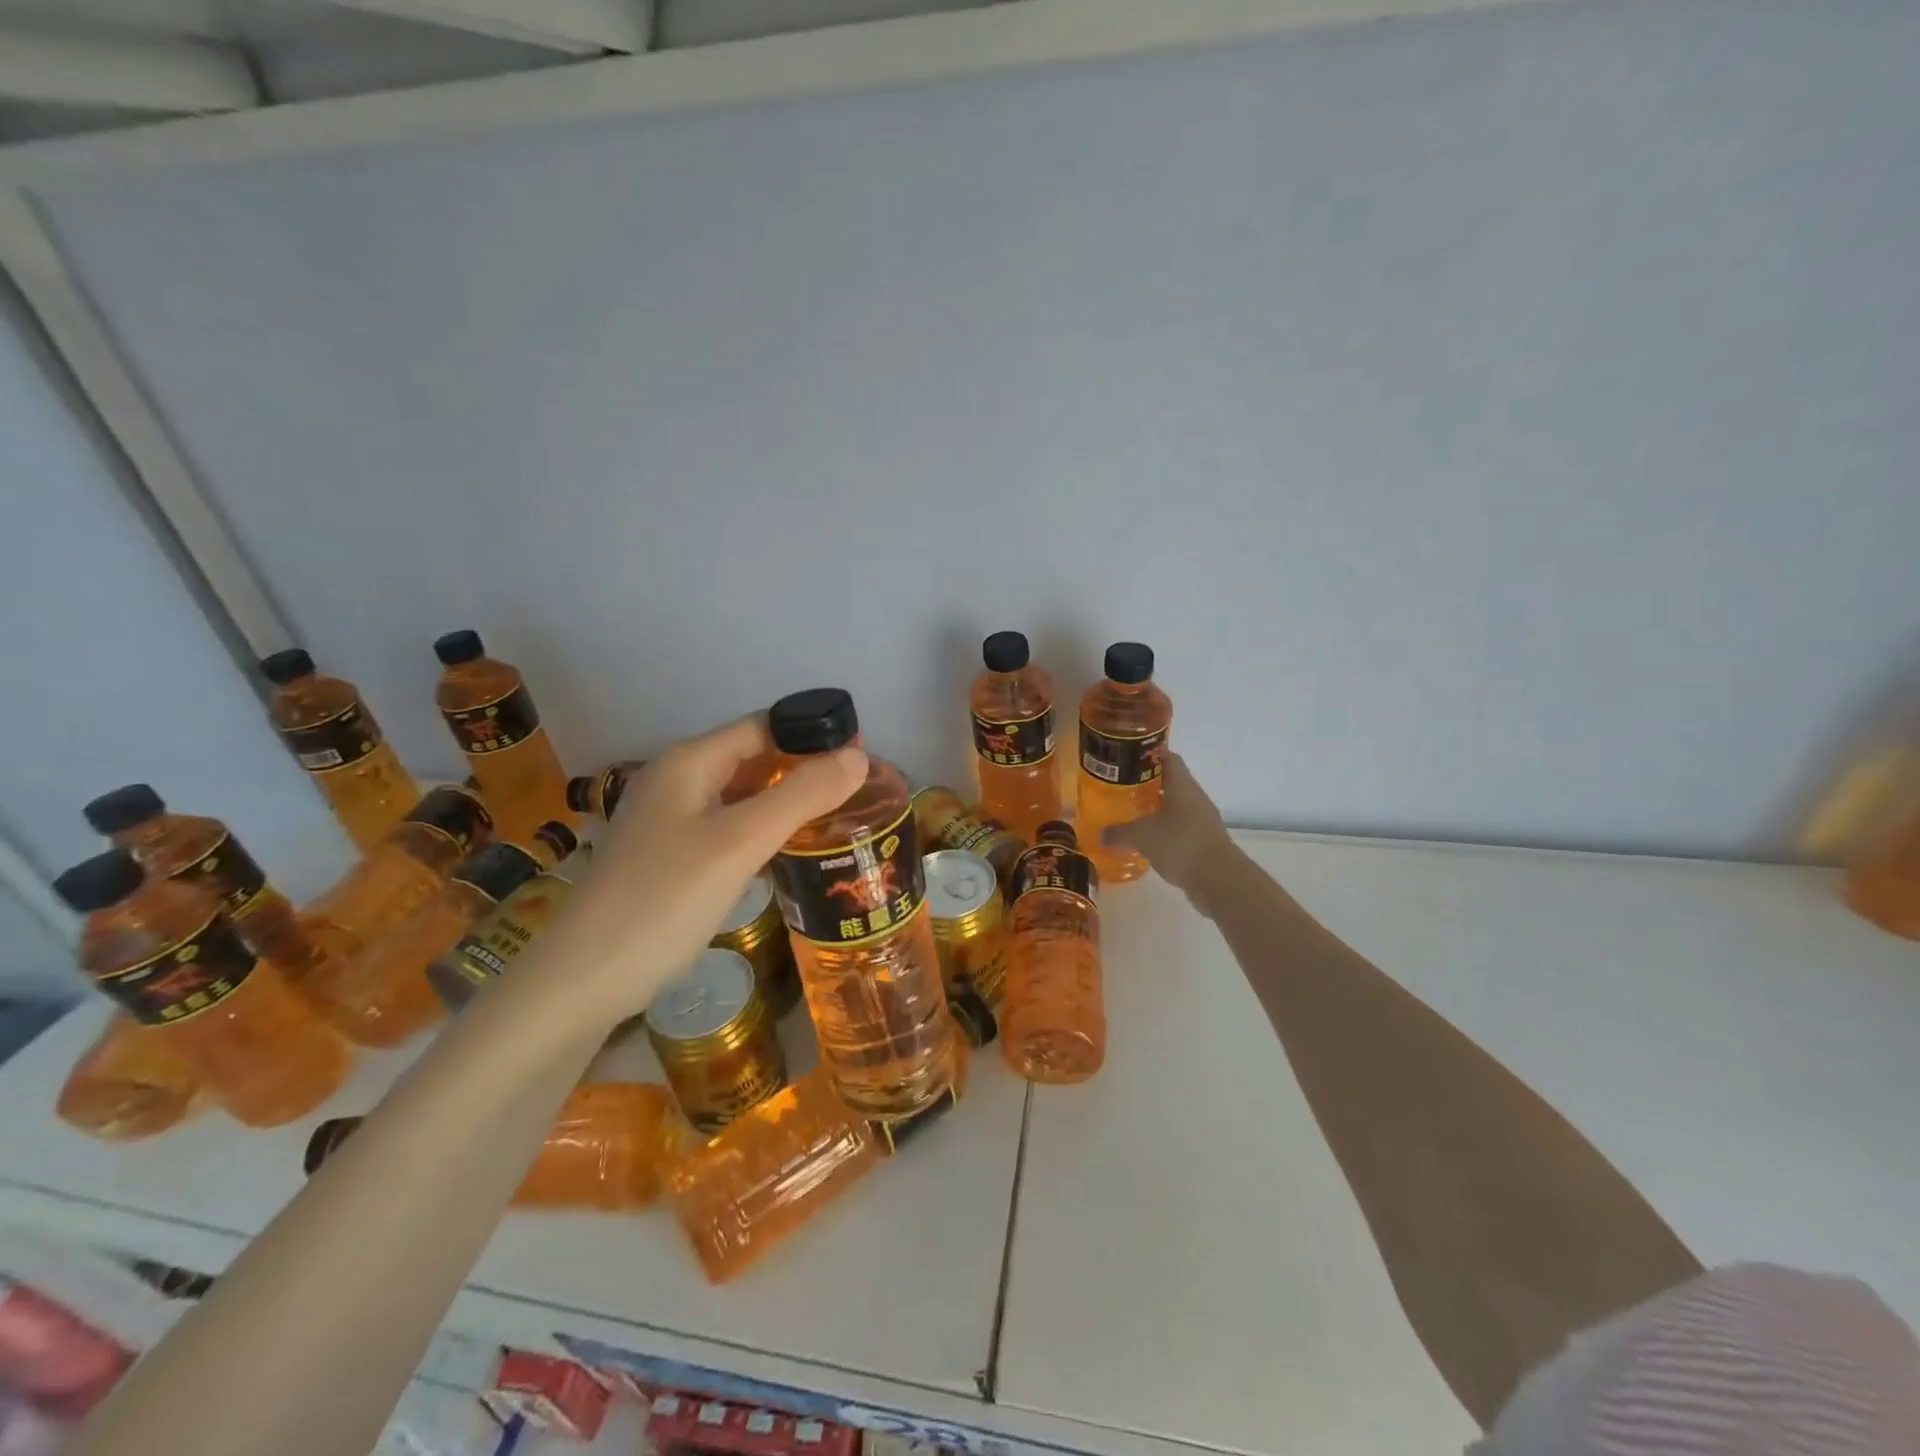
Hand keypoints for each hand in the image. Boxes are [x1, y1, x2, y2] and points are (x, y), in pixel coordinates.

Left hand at [520, 715, 865, 1029]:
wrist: (582, 981)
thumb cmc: (663, 900)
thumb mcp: (740, 842)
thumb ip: (801, 795)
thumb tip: (859, 757)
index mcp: (689, 762)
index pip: (763, 726)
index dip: (813, 735)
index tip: (863, 757)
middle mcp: (677, 782)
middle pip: (753, 760)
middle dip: (804, 770)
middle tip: (860, 793)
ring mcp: (670, 822)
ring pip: (742, 797)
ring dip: (786, 803)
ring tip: (838, 819)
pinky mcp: (670, 859)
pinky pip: (728, 830)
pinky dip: (762, 833)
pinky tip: (790, 854)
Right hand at [1101, 752, 1233, 895]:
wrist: (1219, 880)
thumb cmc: (1180, 844)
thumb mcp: (1142, 836)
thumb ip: (1119, 832)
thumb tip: (1101, 834)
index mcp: (1182, 786)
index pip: (1167, 758)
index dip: (1147, 754)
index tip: (1126, 757)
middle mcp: (1194, 797)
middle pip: (1169, 782)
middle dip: (1146, 784)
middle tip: (1120, 787)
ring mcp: (1202, 820)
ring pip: (1174, 806)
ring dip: (1154, 809)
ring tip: (1129, 813)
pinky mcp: (1203, 841)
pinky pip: (1179, 828)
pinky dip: (1163, 831)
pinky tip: (1146, 841)